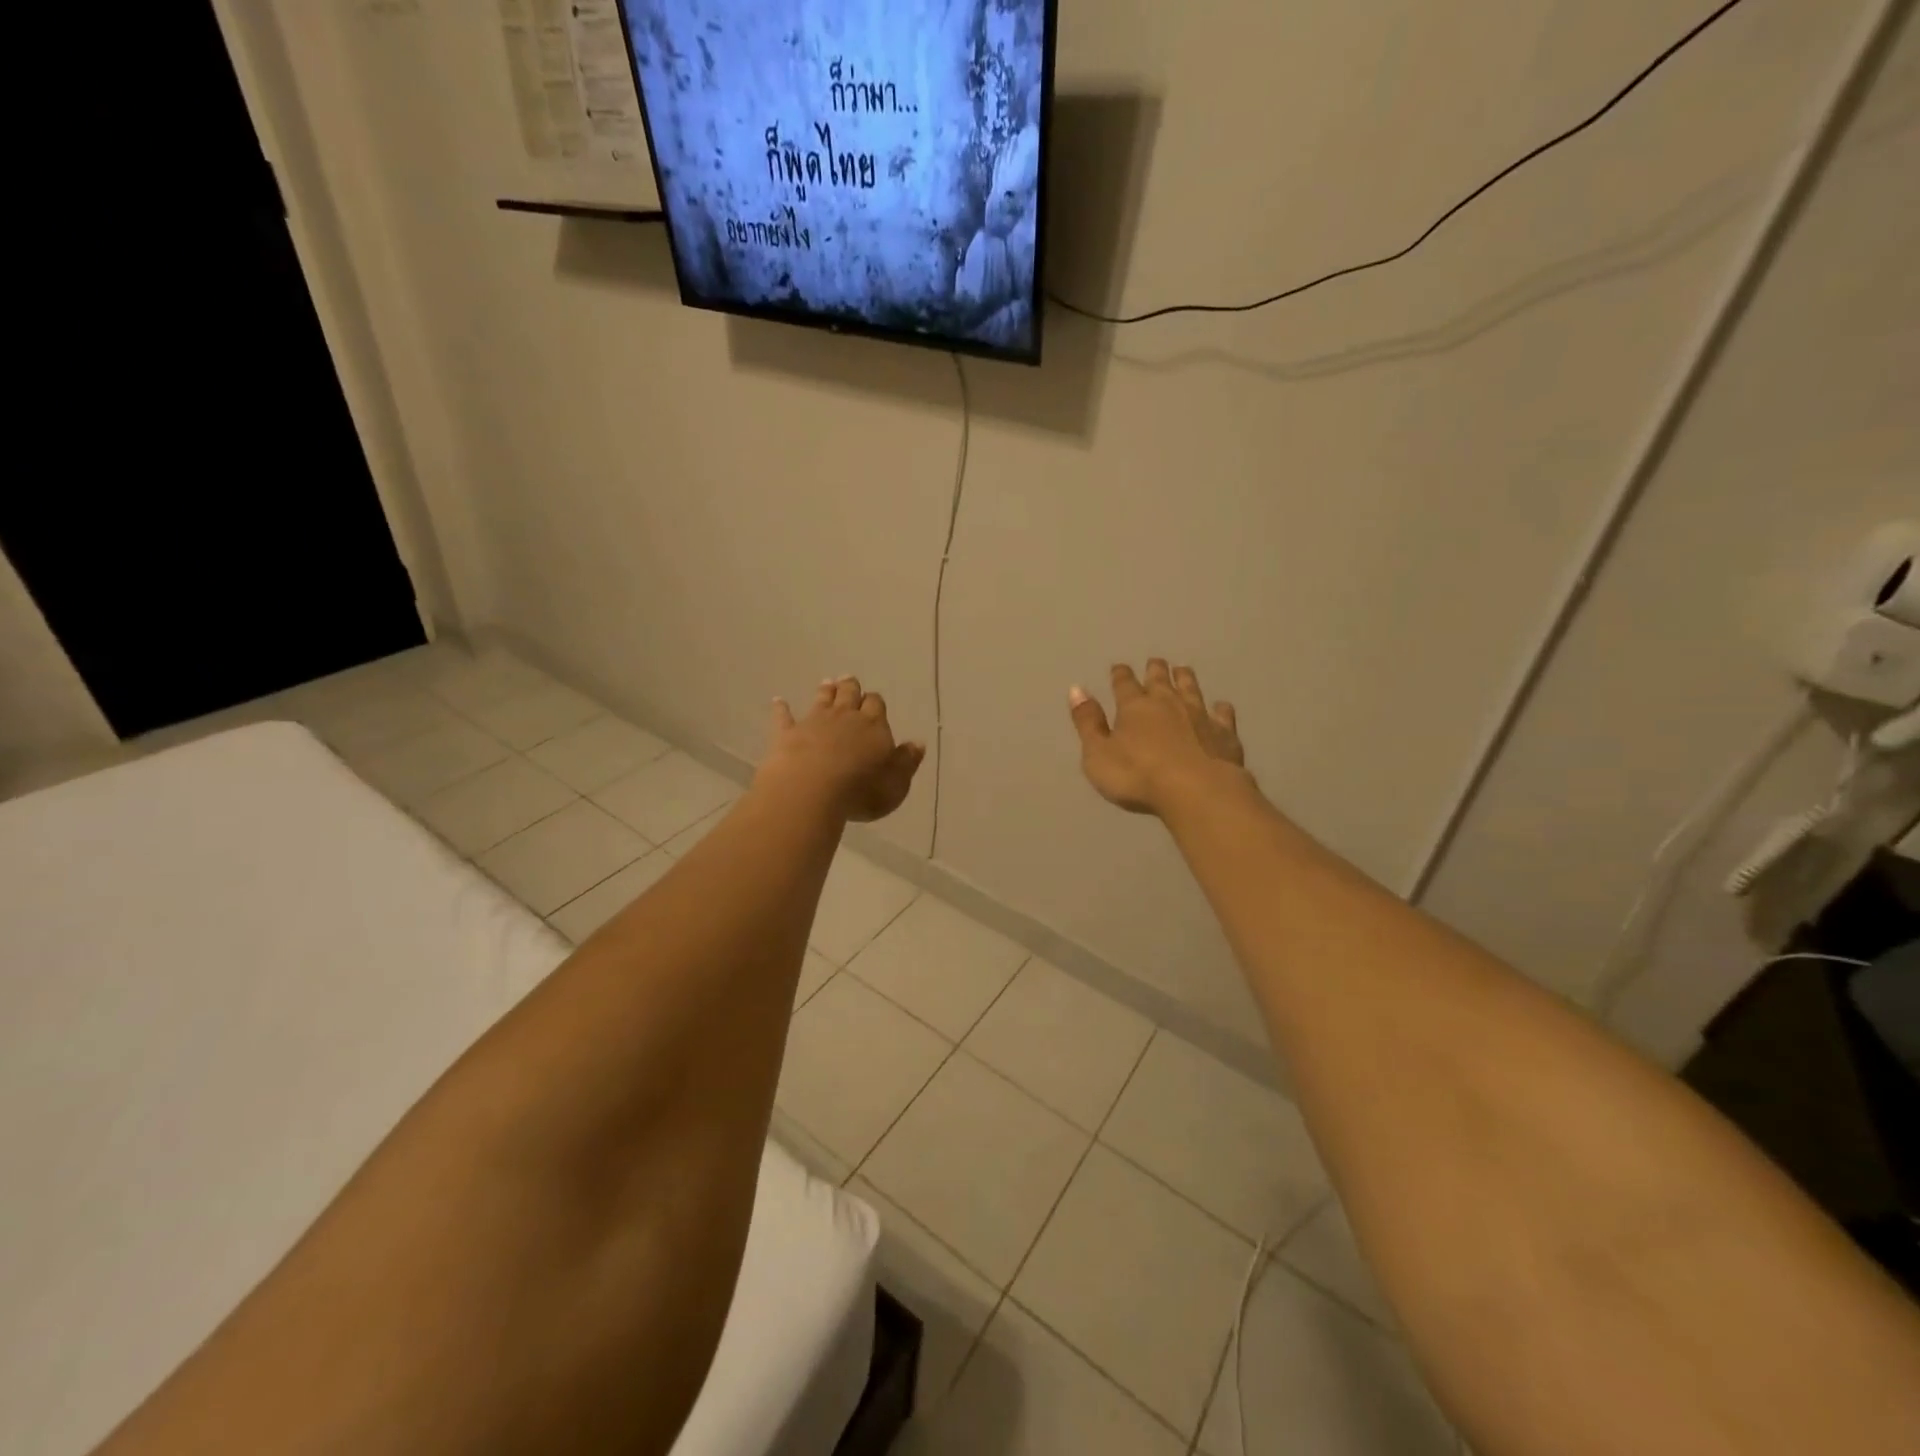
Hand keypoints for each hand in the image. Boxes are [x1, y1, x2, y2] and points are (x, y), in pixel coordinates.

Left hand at [759, 676, 925, 821]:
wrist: (811, 789)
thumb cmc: (861, 790)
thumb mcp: (896, 783)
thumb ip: (907, 762)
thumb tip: (918, 743)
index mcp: (874, 726)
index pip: (876, 706)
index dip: (875, 702)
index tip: (873, 699)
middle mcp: (845, 717)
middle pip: (849, 695)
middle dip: (851, 688)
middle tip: (849, 680)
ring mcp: (814, 722)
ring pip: (822, 699)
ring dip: (825, 691)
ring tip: (827, 682)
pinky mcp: (787, 734)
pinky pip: (784, 717)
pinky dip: (781, 708)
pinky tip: (778, 701)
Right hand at [1068, 659, 1249, 816]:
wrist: (1197, 790)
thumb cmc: (1138, 776)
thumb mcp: (1098, 754)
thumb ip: (1088, 723)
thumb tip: (1076, 689)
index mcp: (1134, 707)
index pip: (1124, 683)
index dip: (1120, 675)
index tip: (1119, 667)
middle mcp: (1167, 702)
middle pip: (1160, 679)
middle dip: (1155, 669)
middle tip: (1155, 662)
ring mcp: (1199, 715)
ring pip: (1191, 688)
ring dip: (1185, 678)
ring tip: (1183, 670)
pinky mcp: (1224, 732)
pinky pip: (1222, 714)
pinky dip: (1220, 708)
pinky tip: (1221, 707)